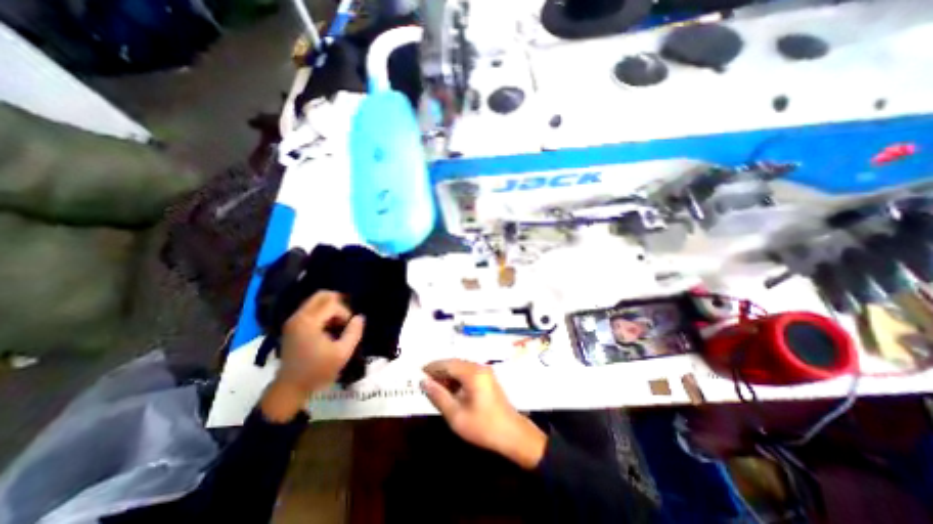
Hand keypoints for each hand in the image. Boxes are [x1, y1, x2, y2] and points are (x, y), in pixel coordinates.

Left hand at [264, 290, 364, 420]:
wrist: (290, 388)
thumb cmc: (317, 371)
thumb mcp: (342, 354)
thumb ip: (354, 333)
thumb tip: (360, 317)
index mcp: (309, 323)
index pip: (332, 304)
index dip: (345, 313)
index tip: (348, 328)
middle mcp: (299, 317)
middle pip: (321, 295)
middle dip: (338, 302)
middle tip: (347, 316)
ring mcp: (293, 320)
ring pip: (316, 301)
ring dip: (331, 308)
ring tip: (338, 323)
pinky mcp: (292, 326)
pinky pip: (311, 309)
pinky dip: (323, 312)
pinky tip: (329, 327)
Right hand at [423, 361, 547, 465]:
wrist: (512, 434)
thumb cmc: (483, 426)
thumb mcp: (456, 415)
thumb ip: (439, 396)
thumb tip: (423, 382)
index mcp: (472, 373)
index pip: (447, 363)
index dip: (432, 367)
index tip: (418, 373)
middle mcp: (479, 367)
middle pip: (454, 363)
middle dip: (439, 370)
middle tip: (425, 382)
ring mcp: (485, 371)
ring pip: (461, 367)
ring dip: (448, 375)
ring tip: (435, 387)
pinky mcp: (487, 378)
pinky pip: (468, 373)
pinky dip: (457, 378)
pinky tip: (450, 390)